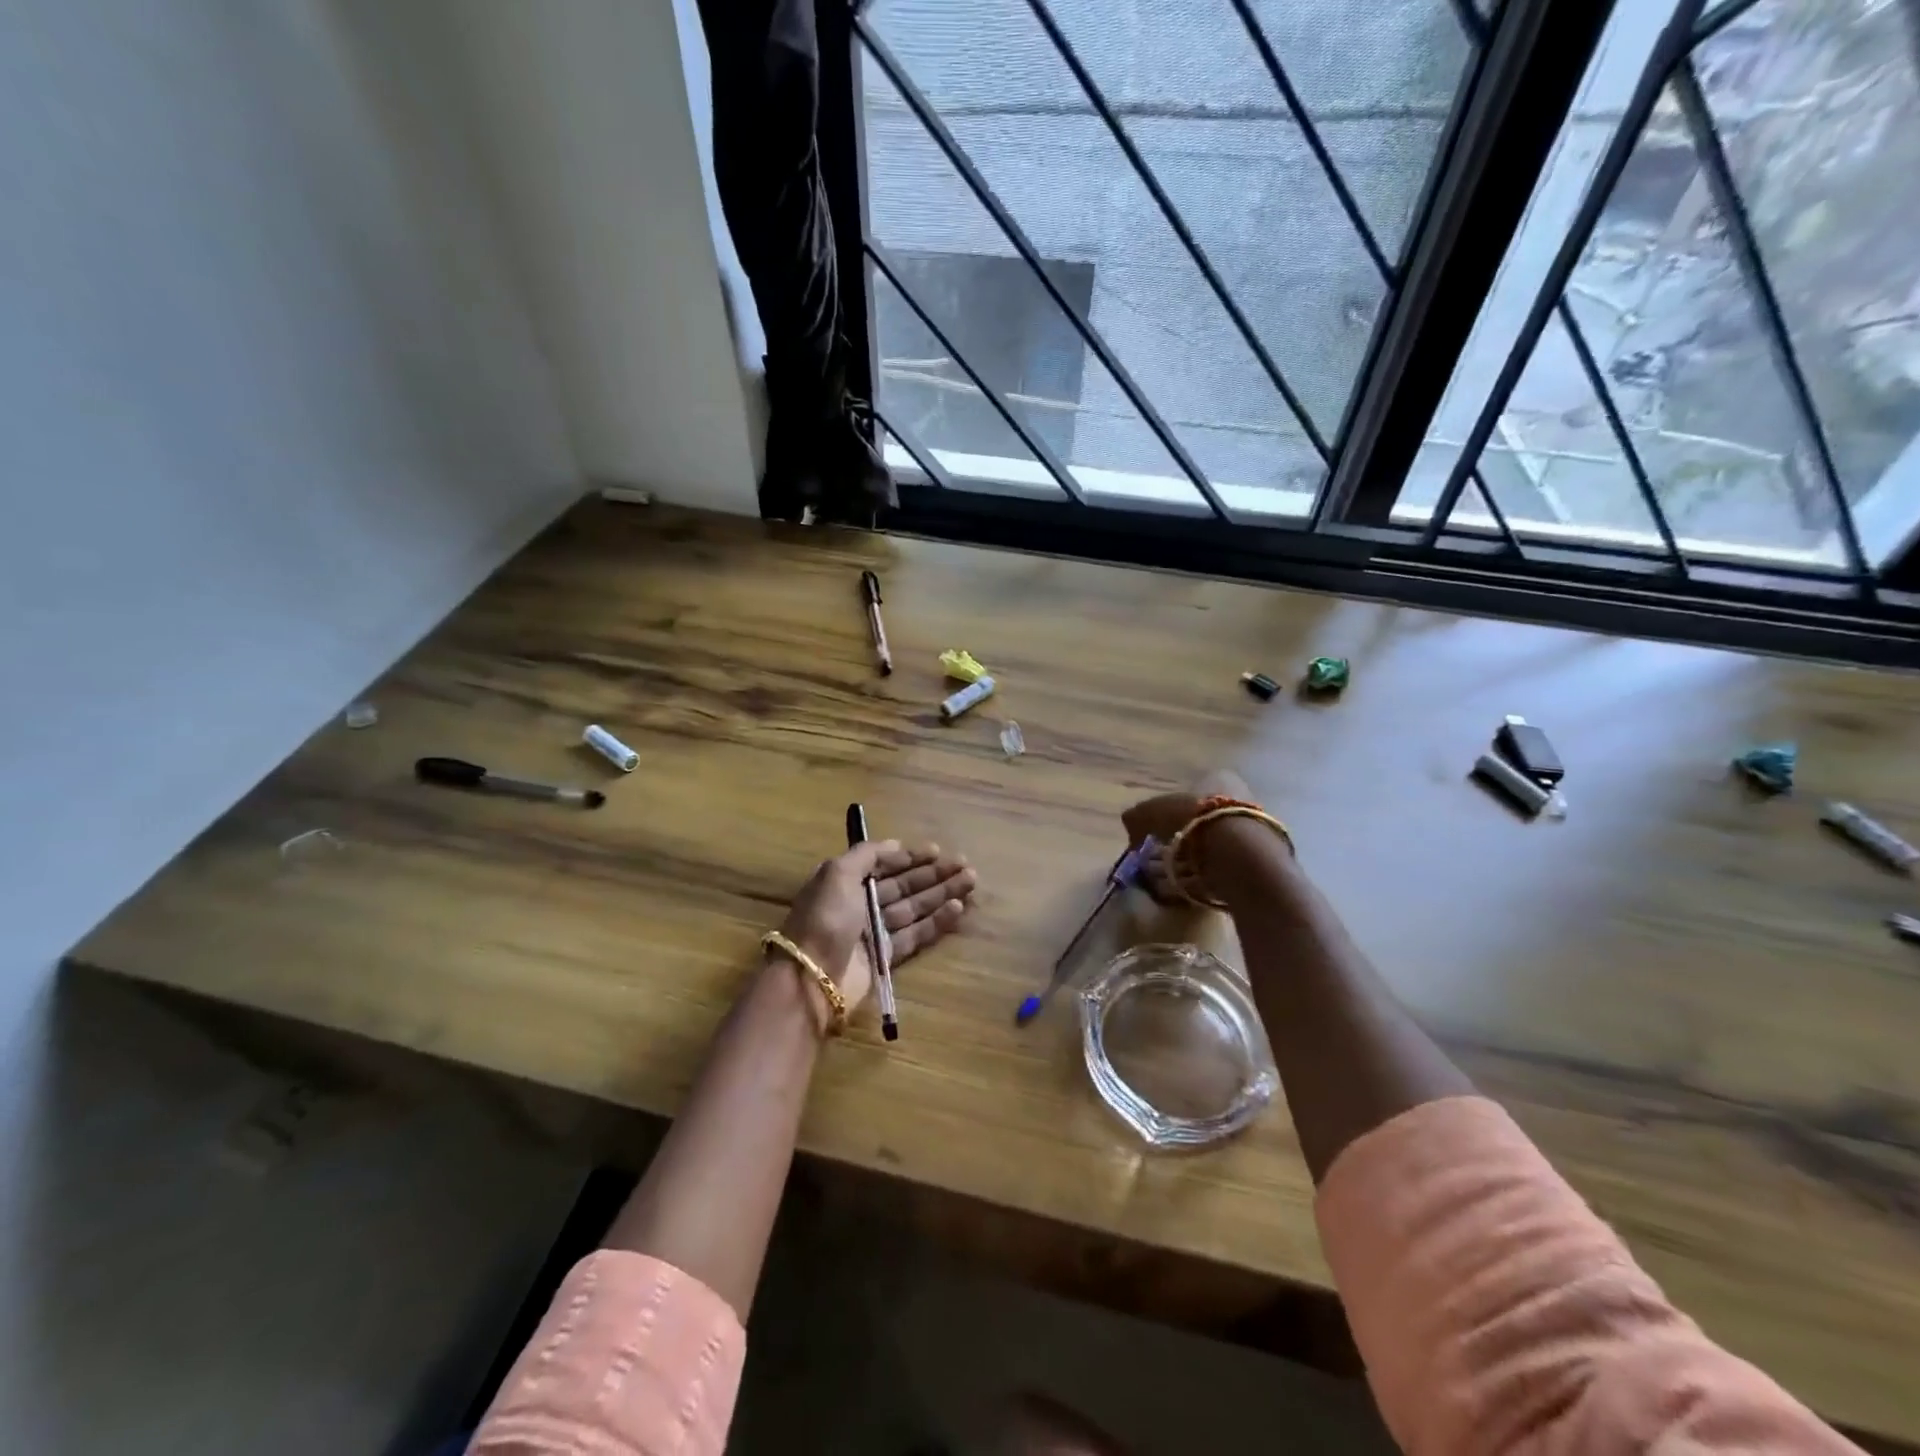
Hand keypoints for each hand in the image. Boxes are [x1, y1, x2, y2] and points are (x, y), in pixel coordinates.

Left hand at [774, 840, 976, 1012]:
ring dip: (942, 894)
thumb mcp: (837, 873)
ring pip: (914, 908)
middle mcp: (860, 904)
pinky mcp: (886, 957)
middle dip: (934, 874)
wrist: (812, 977)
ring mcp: (874, 932)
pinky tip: (958, 908)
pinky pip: (916, 934)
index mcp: (845, 882)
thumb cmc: (824, 918)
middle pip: (903, 885)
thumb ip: (866, 854)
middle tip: (966, 866)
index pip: (883, 865)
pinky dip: (937, 921)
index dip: (910, 857)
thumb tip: (895, 844)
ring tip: (971, 881)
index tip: (938, 850)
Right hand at [1121, 770, 1249, 902]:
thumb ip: (1138, 816)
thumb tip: (1129, 822)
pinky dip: (1210, 872)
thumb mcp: (1153, 812)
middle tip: (1163, 854)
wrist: (1239, 852)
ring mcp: (1253, 826)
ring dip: (1195, 856)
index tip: (1154, 832)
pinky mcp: (1260, 856)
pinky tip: (1196, 882)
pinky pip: (1226, 862)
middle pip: (1202, 817)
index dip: (1168, 812)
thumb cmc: (1194, 819)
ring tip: (1176, 874)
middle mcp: (1240, 796)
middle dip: (1182, 835)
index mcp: (1217, 777)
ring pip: (1215, 840)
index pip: (1188, 792)